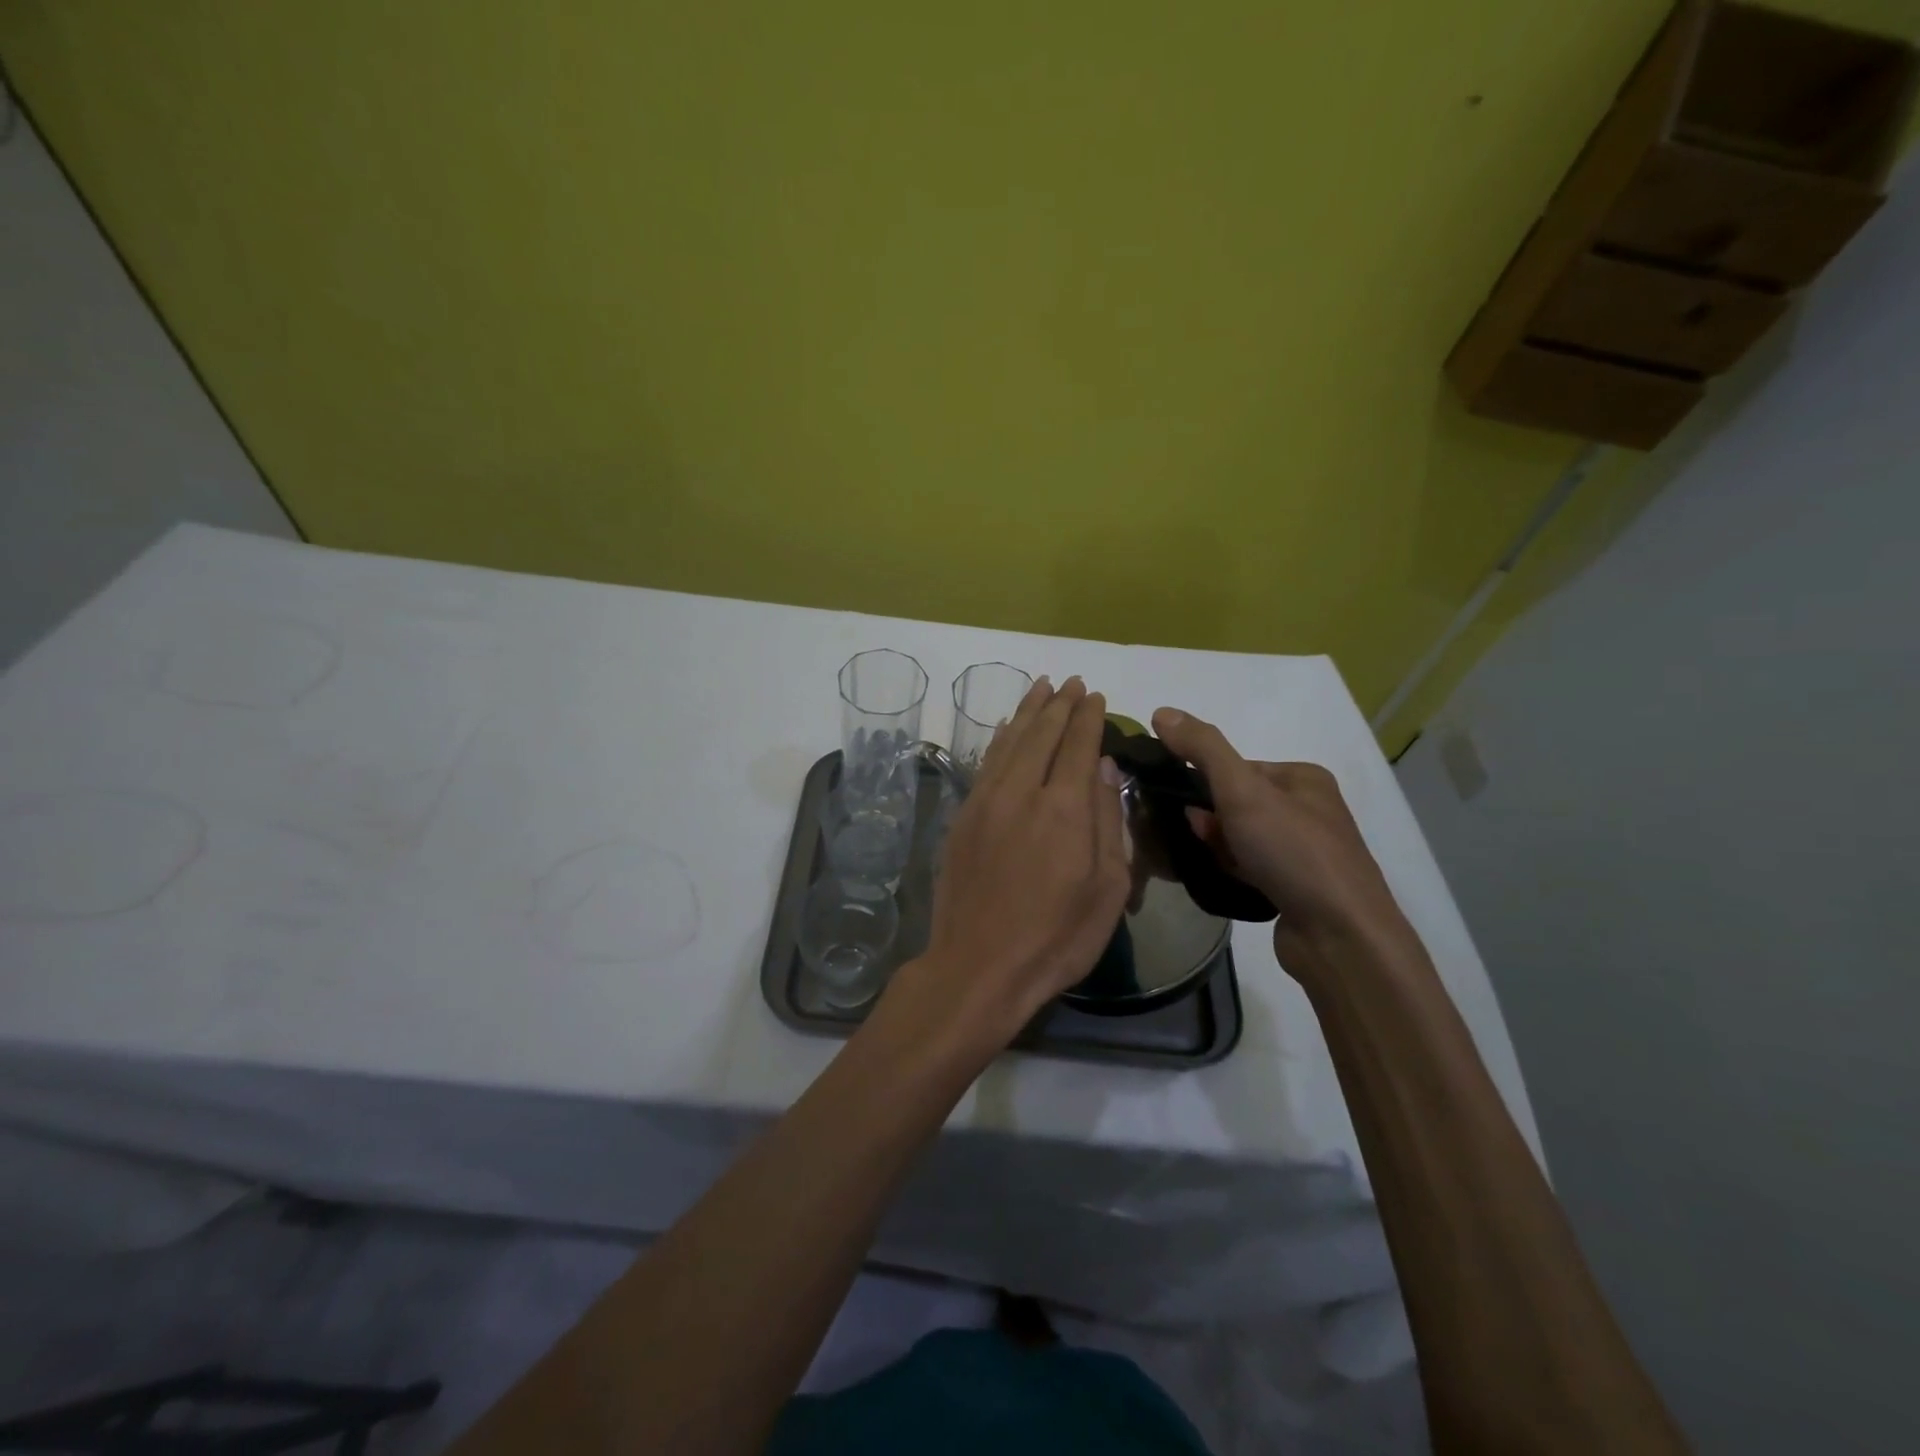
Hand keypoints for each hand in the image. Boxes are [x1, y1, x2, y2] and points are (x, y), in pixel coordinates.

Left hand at [900, 676, 1129, 1047]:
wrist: (979, 966)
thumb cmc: (1056, 937)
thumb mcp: (1107, 889)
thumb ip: (1108, 821)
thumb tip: (1104, 768)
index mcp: (1065, 809)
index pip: (1079, 745)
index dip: (1089, 717)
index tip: (1096, 695)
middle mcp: (1023, 792)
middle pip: (1042, 734)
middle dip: (1060, 704)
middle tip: (1071, 682)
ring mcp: (986, 801)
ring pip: (1009, 741)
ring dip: (1028, 711)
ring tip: (1041, 688)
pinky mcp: (963, 817)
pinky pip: (985, 763)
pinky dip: (999, 739)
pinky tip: (1005, 728)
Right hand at [1150, 707, 1401, 947]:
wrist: (1340, 936)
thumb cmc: (1292, 852)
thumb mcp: (1242, 790)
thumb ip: (1202, 749)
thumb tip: (1161, 711)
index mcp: (1303, 778)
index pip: (1237, 767)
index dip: (1204, 783)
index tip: (1183, 807)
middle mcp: (1309, 810)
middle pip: (1237, 803)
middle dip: (1210, 820)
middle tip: (1195, 837)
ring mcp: (1305, 852)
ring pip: (1241, 838)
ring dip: (1218, 846)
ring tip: (1206, 862)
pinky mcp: (1297, 888)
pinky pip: (1251, 867)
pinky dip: (1232, 870)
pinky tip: (1223, 881)